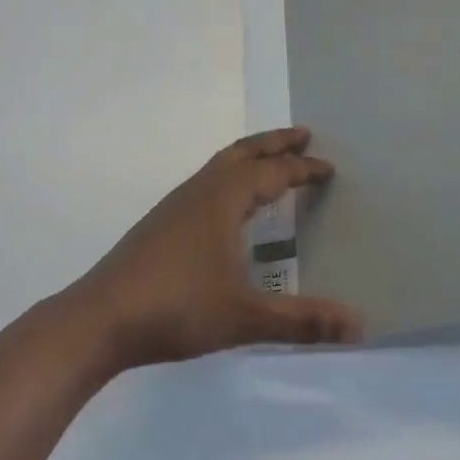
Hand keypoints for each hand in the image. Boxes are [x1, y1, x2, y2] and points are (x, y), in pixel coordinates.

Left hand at [64, 127, 363, 368]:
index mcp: (223, 200)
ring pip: (219, 165)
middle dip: (274, 142)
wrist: (100, 318)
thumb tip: (359, 326)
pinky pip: (204, 183)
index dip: (302, 169)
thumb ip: (302, 320)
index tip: (328, 168)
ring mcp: (175, 205)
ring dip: (248, 157)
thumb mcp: (244, 317)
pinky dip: (227, 177)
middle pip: (242, 153)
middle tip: (303, 134)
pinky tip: (226, 207)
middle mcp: (199, 192)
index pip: (272, 173)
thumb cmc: (177, 308)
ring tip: (269, 162)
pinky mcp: (159, 223)